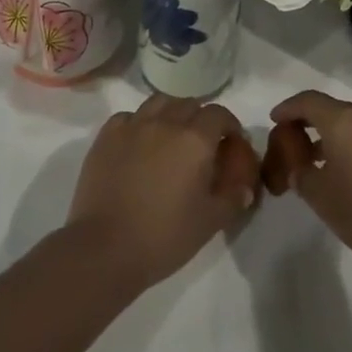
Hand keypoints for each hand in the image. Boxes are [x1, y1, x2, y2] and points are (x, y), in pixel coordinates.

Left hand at [65, 95, 260, 290]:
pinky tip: (139, 142)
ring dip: (171, 113)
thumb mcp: (210, 222)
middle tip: (202, 143)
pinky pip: (128, 117)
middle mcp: (165, 123)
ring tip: (171, 136)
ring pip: (159, 103)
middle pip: (189, 104)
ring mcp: (132, 126)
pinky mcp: (106, 137)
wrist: (105, 249)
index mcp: (195, 140)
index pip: (219, 114)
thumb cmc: (164, 236)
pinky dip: (139, 122)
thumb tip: (246, 188)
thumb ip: (233, 199)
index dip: (229, 124)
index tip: (231, 142)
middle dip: (201, 118)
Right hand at [261, 90, 351, 273]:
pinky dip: (351, 144)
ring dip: (331, 135)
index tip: (274, 121)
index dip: (288, 108)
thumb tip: (299, 167)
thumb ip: (301, 175)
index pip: (308, 101)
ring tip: (317, 162)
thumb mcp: (321, 197)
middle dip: (308, 123)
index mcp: (343, 121)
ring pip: (351, 123)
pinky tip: (347, 171)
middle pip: (331, 109)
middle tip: (292, 144)